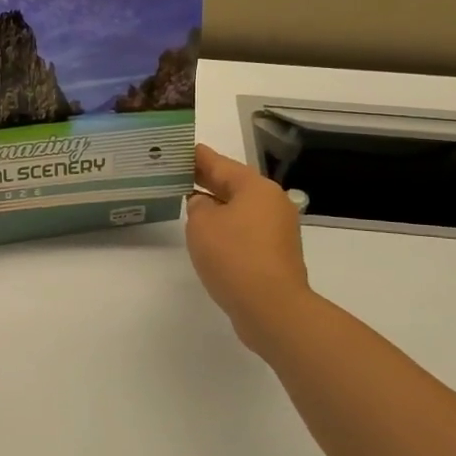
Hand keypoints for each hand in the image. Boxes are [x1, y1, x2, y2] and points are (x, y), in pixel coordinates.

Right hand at [186, 144, 313, 352]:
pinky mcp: (276, 253)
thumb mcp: (202, 224)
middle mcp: (272, 202)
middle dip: (206, 180)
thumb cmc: (233, 256)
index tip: (179, 149)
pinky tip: (208, 234)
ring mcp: (277, 229)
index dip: (197, 156)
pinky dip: (227, 227)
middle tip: (178, 173)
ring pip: (240, 208)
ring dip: (217, 205)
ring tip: (188, 203)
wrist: (271, 307)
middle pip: (233, 184)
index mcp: (255, 187)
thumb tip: (205, 205)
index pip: (219, 163)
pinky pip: (245, 229)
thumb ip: (198, 206)